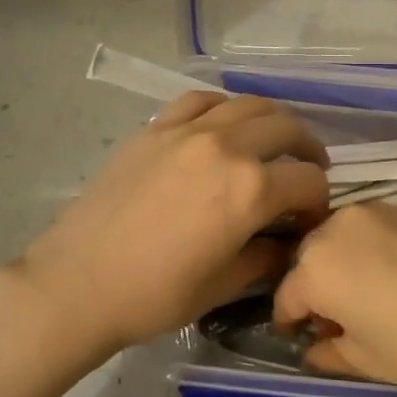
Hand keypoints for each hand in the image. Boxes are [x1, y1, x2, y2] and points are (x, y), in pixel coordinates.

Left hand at [12, 92, 329, 357]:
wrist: (77, 283)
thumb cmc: (154, 295)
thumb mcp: (223, 285)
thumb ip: (265, 257)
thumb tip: (285, 244)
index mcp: (251, 191)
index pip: (308, 181)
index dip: (319, 201)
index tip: (310, 218)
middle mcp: (227, 148)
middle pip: (286, 129)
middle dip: (308, 150)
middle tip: (307, 171)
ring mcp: (187, 131)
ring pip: (248, 104)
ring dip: (272, 121)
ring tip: (273, 141)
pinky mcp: (155, 129)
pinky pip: (200, 101)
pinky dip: (224, 107)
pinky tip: (223, 124)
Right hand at [273, 203, 396, 396]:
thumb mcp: (369, 362)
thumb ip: (329, 352)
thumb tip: (314, 347)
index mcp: (317, 267)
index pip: (287, 295)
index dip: (290, 321)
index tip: (299, 336)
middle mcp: (339, 226)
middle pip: (310, 257)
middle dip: (314, 286)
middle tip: (337, 318)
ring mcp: (378, 210)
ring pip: (342, 236)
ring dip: (343, 262)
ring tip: (369, 294)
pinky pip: (375, 228)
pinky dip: (374, 248)